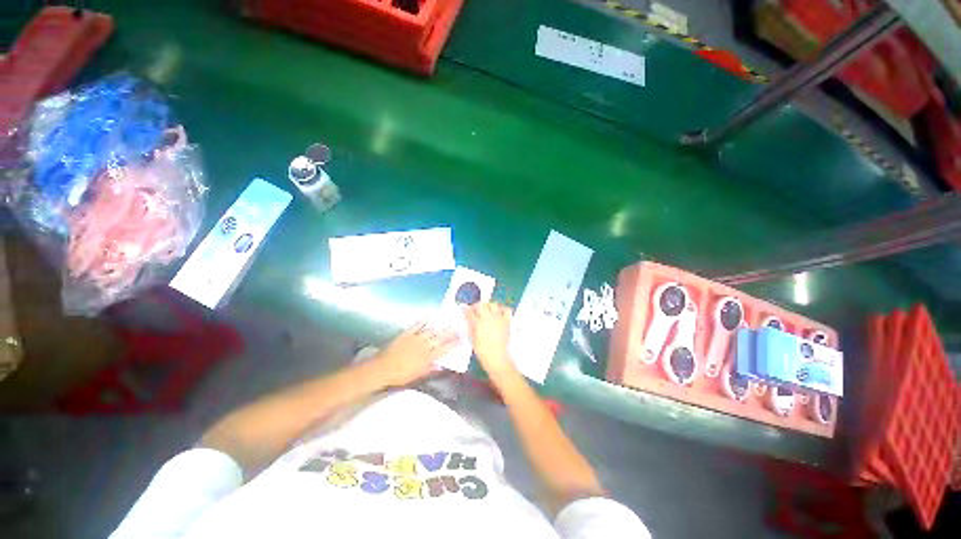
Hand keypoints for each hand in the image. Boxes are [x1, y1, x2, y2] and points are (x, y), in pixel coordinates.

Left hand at [371, 319, 458, 386]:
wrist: (384, 368)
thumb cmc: (401, 375)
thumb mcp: (417, 376)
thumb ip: (430, 369)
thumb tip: (442, 365)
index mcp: (428, 357)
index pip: (444, 349)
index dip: (454, 344)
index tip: (462, 340)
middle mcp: (424, 346)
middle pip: (440, 338)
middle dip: (451, 333)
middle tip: (459, 328)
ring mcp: (416, 338)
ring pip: (431, 331)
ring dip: (441, 326)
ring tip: (449, 322)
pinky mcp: (407, 333)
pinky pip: (417, 325)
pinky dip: (424, 320)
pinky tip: (430, 315)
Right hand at [464, 302, 516, 377]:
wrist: (497, 356)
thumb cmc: (482, 350)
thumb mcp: (472, 338)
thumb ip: (471, 326)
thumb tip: (470, 319)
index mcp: (477, 322)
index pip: (470, 312)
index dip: (467, 310)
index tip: (466, 310)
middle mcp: (487, 317)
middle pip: (481, 304)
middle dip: (477, 306)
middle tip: (476, 310)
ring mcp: (498, 317)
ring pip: (493, 304)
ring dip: (489, 305)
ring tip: (487, 310)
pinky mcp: (506, 320)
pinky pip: (506, 310)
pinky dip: (502, 309)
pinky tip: (499, 312)